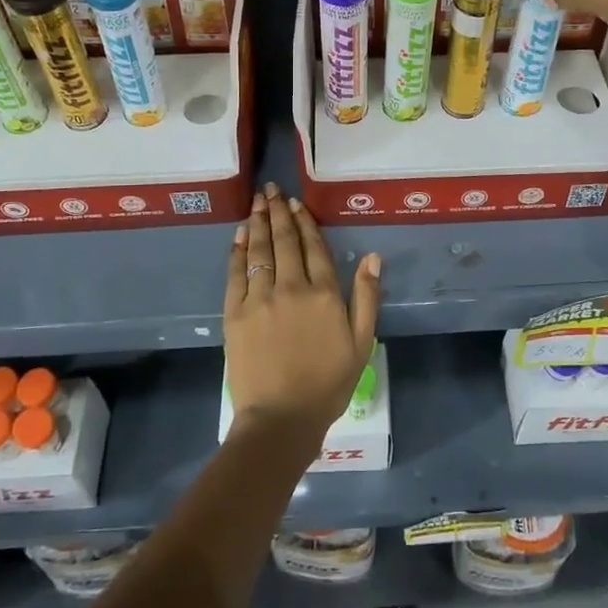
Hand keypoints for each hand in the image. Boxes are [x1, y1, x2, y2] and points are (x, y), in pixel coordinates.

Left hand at [224, 184, 380, 442]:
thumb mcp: (361, 343)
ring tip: (256, 201)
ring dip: (257, 222)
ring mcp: (260, 298)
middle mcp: (290, 287)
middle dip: (277, 212)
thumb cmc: (327, 384)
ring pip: (259, 250)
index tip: (297, 203)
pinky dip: (237, 250)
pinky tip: (239, 235)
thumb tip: (372, 257)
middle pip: (284, 241)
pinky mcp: (235, 312)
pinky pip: (236, 273)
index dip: (305, 222)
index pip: (313, 247)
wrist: (281, 417)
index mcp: (323, 294)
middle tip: (271, 190)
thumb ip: (366, 297)